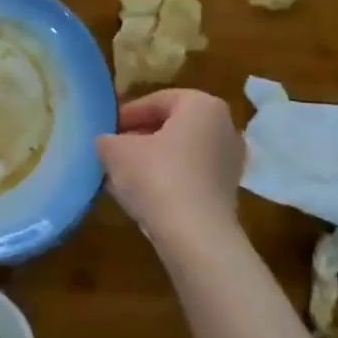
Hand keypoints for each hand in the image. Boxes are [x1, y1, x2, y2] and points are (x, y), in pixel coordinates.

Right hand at [95, 88, 244, 243]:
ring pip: (181, 153)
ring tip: (122, 174)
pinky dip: (167, 180)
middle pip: (172, 126)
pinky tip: (142, 196)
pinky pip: (191, 177)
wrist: (195, 237)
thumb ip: (107, 139)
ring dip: (152, 160)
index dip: (127, 114)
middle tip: (113, 149)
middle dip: (140, 137)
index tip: (107, 128)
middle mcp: (225, 128)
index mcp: (202, 106)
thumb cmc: (156, 176)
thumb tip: (106, 143)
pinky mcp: (228, 193)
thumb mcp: (116, 151)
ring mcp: (230, 162)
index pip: (157, 101)